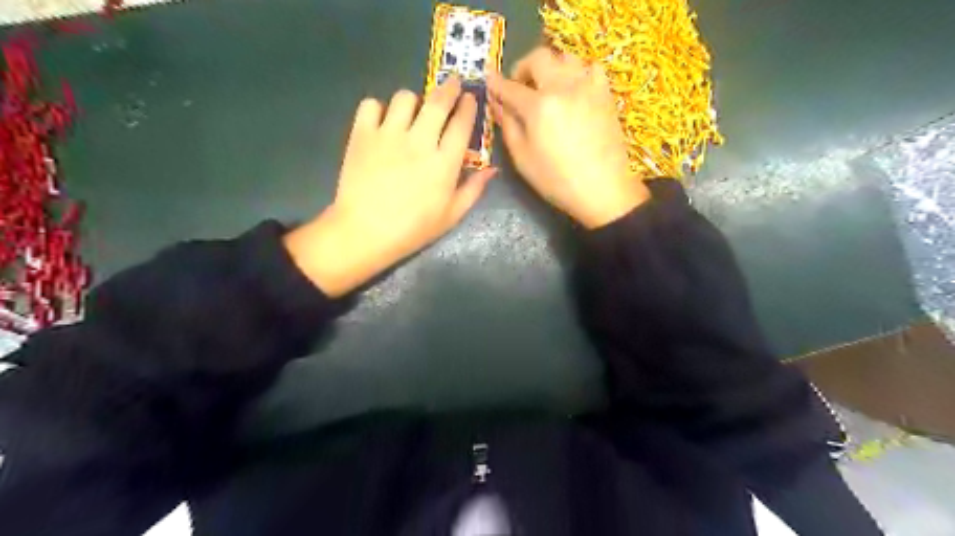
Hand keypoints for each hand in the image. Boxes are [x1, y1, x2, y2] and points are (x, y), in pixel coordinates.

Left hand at [284, 75, 495, 297]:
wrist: (365, 232)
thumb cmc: (412, 229)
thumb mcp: (451, 216)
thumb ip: (473, 190)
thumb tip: (492, 170)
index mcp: (444, 163)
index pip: (461, 124)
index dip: (468, 107)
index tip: (470, 98)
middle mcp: (419, 141)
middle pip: (438, 102)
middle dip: (449, 88)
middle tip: (452, 84)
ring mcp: (388, 135)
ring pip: (405, 97)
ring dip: (414, 101)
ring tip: (412, 112)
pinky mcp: (362, 134)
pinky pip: (371, 105)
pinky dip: (378, 109)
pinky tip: (382, 122)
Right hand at [487, 45, 649, 227]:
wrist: (603, 188)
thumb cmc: (557, 180)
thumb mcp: (523, 159)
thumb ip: (508, 126)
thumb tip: (498, 104)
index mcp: (539, 106)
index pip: (510, 87)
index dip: (496, 83)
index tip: (488, 80)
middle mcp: (563, 87)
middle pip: (539, 57)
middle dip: (523, 67)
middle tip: (519, 85)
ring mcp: (588, 86)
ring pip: (565, 57)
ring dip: (550, 66)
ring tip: (546, 86)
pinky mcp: (605, 93)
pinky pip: (590, 67)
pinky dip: (577, 71)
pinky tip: (574, 88)